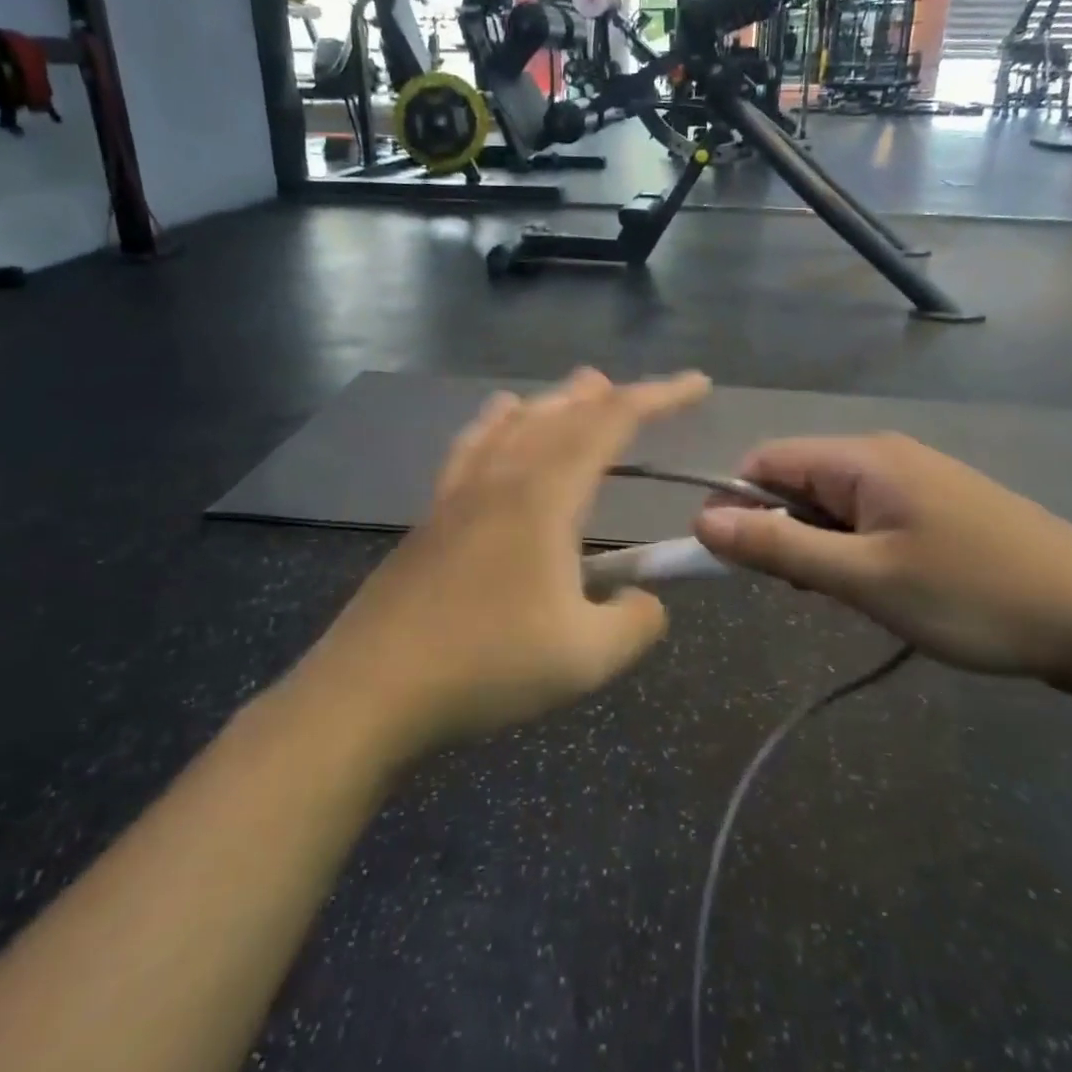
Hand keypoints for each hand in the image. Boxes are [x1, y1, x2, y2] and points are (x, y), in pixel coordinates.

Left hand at [297, 369, 710, 761]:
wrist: (374, 687)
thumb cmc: (487, 665)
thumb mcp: (586, 657)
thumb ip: (635, 622)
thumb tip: (645, 600)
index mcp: (546, 494)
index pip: (612, 422)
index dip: (659, 396)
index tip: (697, 385)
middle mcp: (504, 474)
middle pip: (563, 411)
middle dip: (611, 396)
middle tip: (644, 394)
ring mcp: (461, 489)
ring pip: (517, 419)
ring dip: (558, 401)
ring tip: (581, 392)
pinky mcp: (434, 512)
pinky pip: (474, 443)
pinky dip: (501, 421)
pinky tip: (499, 421)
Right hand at [693, 434, 1071, 682]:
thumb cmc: (975, 596)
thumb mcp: (867, 578)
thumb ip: (780, 546)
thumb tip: (704, 520)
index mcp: (861, 458)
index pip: (764, 461)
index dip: (734, 504)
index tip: (728, 561)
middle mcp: (883, 455)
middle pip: (796, 480)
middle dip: (779, 531)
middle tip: (801, 591)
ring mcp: (916, 480)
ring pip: (832, 504)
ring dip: (817, 546)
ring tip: (845, 597)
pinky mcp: (937, 507)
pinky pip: (868, 518)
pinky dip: (852, 551)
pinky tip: (878, 589)